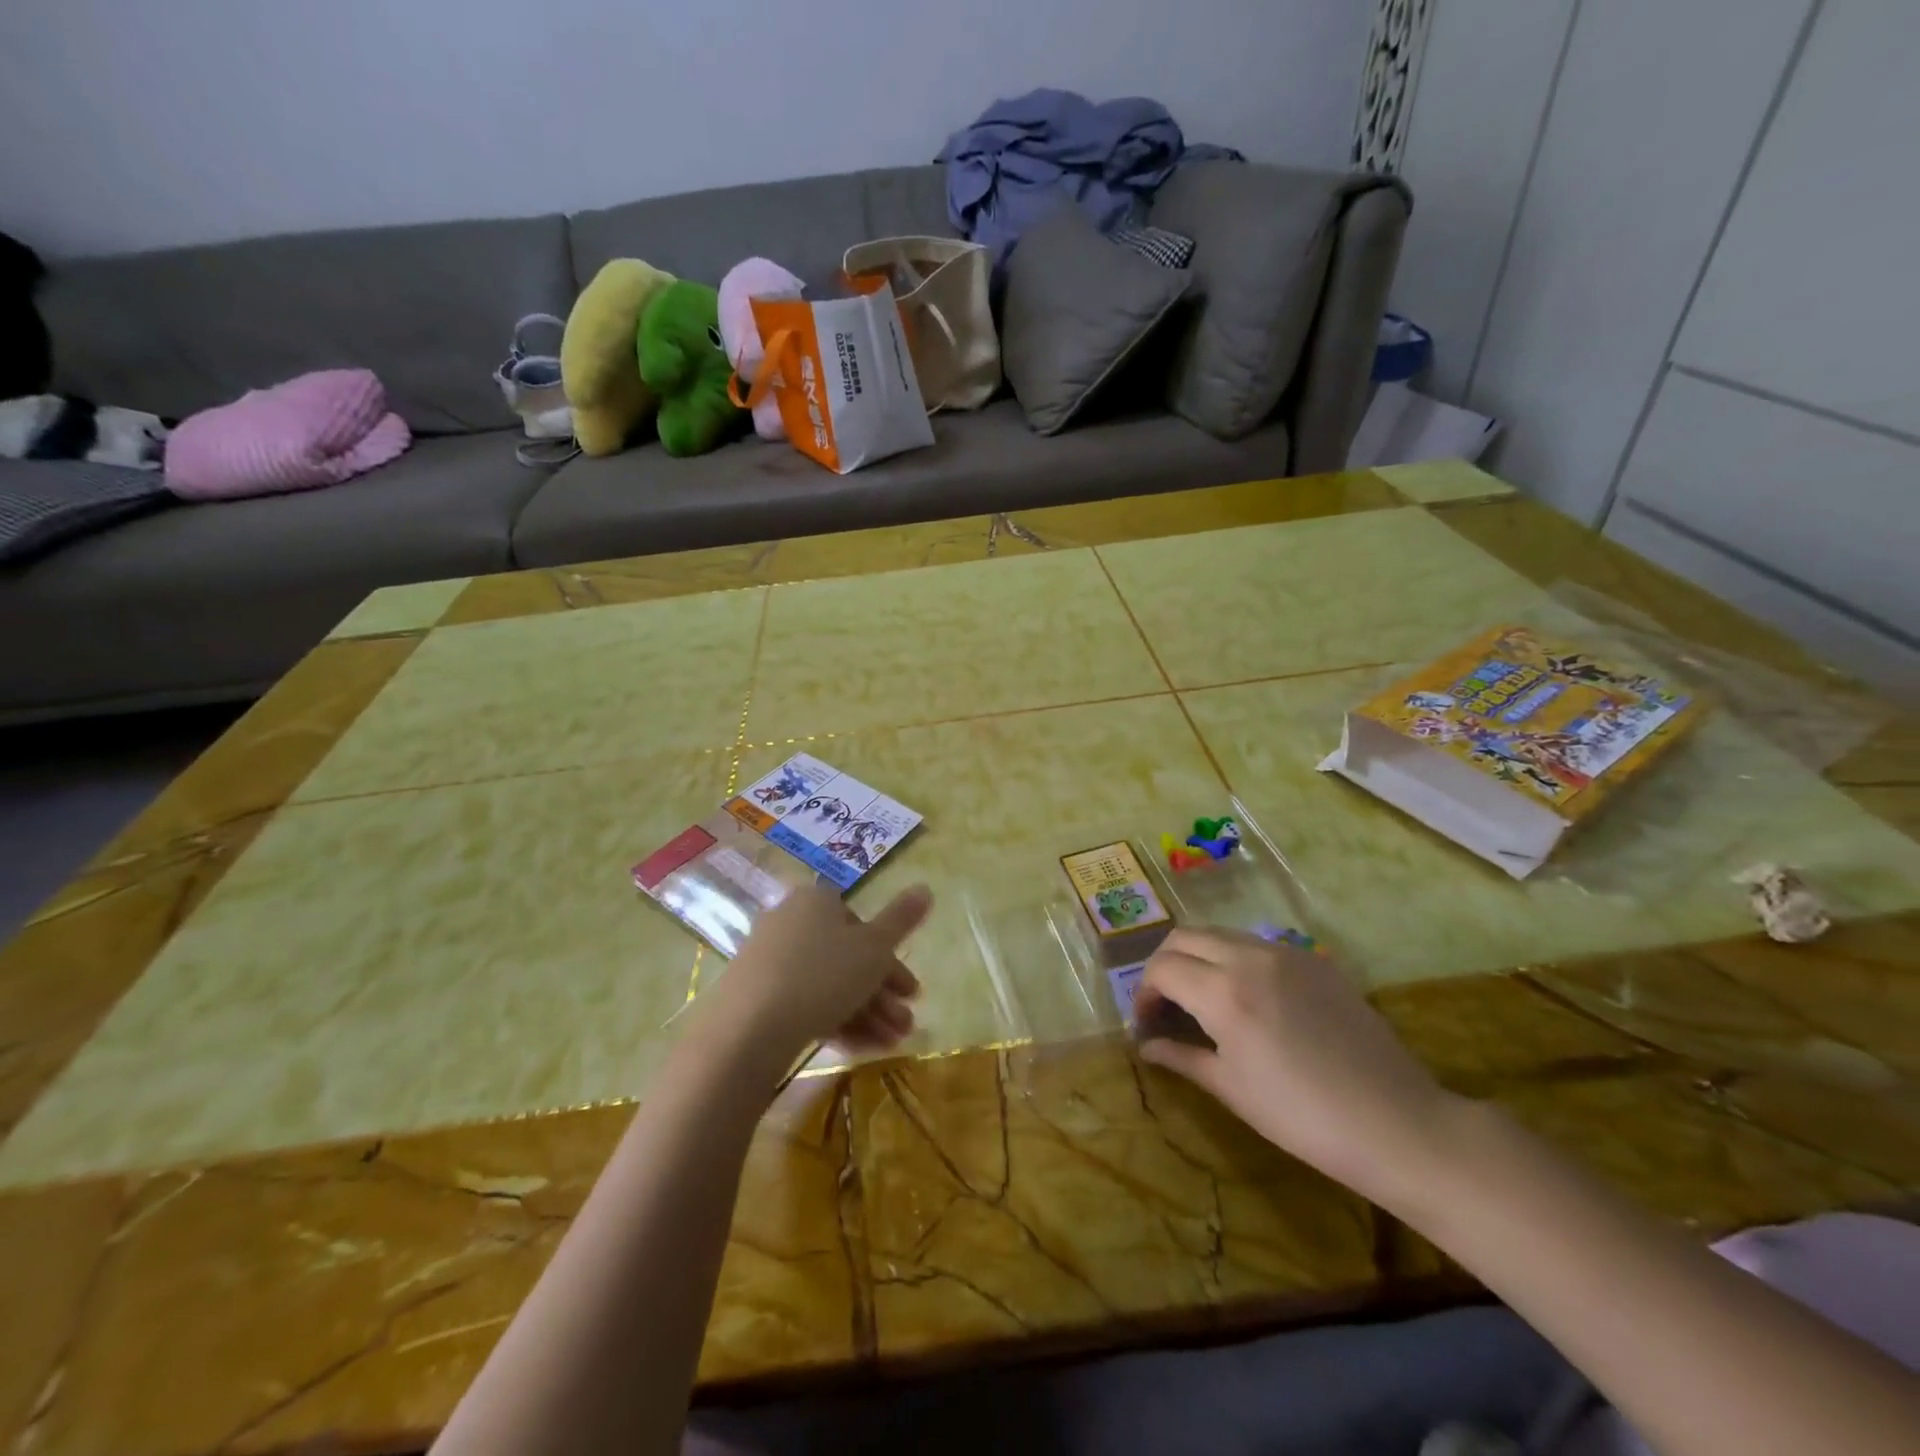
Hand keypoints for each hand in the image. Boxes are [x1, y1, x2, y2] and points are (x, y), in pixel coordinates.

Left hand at [706, 883, 930, 1070]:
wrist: (747, 1030)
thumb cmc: (822, 975)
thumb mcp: (875, 948)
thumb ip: (902, 920)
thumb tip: (926, 887)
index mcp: (817, 900)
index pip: (862, 925)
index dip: (891, 960)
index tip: (911, 993)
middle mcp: (790, 921)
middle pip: (846, 957)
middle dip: (882, 994)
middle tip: (905, 1025)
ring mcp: (768, 959)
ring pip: (828, 984)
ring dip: (865, 1013)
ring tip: (889, 1044)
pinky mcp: (754, 994)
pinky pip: (803, 1002)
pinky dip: (834, 1022)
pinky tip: (858, 1050)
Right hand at [1135, 927, 1458, 1209]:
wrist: (1396, 1123)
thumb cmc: (1303, 1117)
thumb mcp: (1232, 1089)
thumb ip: (1182, 1057)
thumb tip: (1146, 1046)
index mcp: (1223, 992)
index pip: (1162, 968)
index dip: (1143, 993)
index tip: (1146, 1023)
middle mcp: (1249, 958)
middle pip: (1184, 937)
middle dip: (1164, 965)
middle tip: (1166, 1004)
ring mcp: (1286, 953)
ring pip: (1221, 934)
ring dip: (1199, 957)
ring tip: (1202, 998)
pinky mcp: (1315, 960)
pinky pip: (1258, 945)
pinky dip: (1235, 959)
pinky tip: (1248, 999)